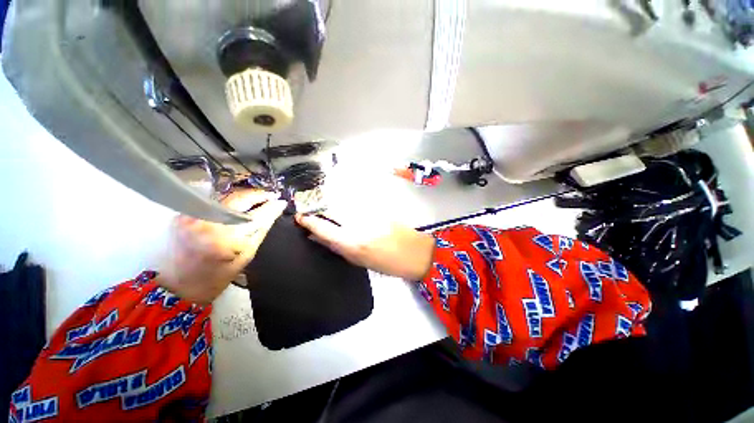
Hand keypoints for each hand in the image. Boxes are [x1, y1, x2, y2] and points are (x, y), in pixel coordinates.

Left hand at [157, 191, 286, 303]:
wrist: (181, 285)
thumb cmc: (220, 274)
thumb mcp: (248, 254)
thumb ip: (263, 227)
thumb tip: (277, 208)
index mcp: (227, 238)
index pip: (256, 215)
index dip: (271, 206)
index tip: (281, 200)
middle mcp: (208, 223)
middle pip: (239, 199)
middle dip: (257, 195)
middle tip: (271, 196)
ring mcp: (192, 217)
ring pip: (226, 197)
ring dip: (244, 197)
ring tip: (258, 199)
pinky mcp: (183, 215)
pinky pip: (213, 202)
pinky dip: (228, 202)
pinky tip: (237, 206)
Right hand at [295, 213, 434, 279]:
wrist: (416, 252)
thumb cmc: (388, 263)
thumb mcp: (360, 261)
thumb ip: (339, 247)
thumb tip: (320, 238)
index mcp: (353, 242)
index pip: (323, 227)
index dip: (309, 221)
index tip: (300, 217)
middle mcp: (358, 224)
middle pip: (331, 210)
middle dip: (319, 210)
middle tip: (312, 214)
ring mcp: (368, 213)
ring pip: (343, 204)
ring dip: (333, 207)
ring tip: (328, 212)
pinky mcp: (377, 207)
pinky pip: (356, 204)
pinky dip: (347, 206)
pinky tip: (348, 211)